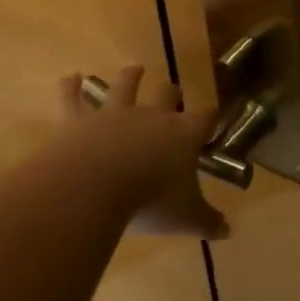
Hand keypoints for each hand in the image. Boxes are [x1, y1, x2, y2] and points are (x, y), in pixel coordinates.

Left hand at [56, 67, 228, 239]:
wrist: (94, 187)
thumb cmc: (149, 201)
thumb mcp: (185, 218)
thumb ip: (207, 221)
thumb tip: (229, 232)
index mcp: (183, 134)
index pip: (206, 117)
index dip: (212, 117)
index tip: (215, 119)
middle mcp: (152, 116)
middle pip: (167, 94)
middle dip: (172, 92)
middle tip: (173, 91)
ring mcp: (114, 114)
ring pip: (125, 86)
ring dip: (131, 76)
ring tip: (135, 69)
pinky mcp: (79, 120)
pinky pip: (73, 98)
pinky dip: (71, 86)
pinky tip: (70, 77)